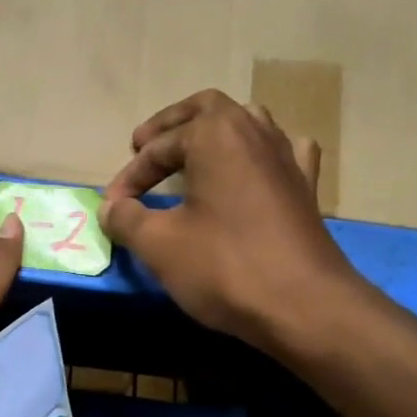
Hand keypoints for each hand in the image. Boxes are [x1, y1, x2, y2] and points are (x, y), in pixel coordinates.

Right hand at [99, 90, 373, 354]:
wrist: (302, 306)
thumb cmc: (223, 266)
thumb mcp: (158, 244)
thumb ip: (126, 219)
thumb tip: (110, 208)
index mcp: (215, 134)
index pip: (158, 148)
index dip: (129, 176)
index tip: (112, 207)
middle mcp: (254, 132)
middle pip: (206, 110)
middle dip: (170, 128)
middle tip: (143, 147)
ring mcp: (287, 157)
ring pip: (247, 124)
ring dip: (213, 136)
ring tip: (191, 158)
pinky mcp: (306, 188)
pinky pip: (283, 153)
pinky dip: (259, 156)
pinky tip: (253, 172)